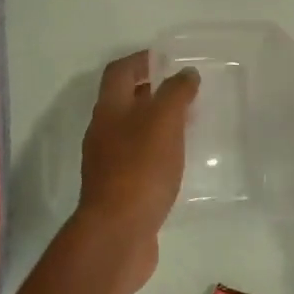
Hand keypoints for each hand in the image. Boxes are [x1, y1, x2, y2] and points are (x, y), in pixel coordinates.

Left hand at [74, 53, 199, 293]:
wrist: (118, 233)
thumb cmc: (140, 170)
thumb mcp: (163, 123)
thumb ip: (176, 94)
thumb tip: (185, 75)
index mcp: (109, 110)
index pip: (120, 72)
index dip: (142, 60)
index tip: (169, 59)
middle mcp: (103, 134)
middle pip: (124, 103)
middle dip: (153, 94)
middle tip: (187, 94)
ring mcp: (108, 165)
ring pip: (133, 134)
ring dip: (157, 126)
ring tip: (190, 127)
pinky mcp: (120, 192)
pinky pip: (140, 163)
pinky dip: (158, 156)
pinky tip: (180, 165)